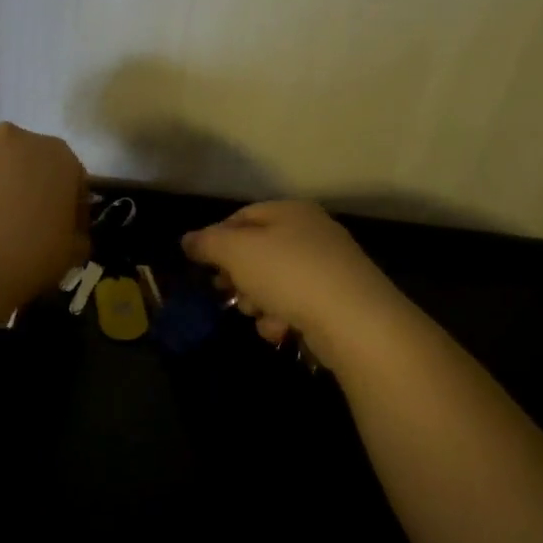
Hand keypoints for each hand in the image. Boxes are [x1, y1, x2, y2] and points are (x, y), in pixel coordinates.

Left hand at [0, 123, 87, 303]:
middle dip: (26, 189)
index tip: (63, 235)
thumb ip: (76, 236)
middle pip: (26, 164)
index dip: (70, 209)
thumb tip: (69, 235)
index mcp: (58, 155)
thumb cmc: (29, 255)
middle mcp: (14, 139)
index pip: (72, 179)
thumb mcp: (71, 254)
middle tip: (22, 228)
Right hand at [182, 200, 411, 360]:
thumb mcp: (236, 251)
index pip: (242, 216)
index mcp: (290, 212)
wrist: (354, 321)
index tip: (203, 265)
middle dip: (238, 276)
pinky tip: (281, 330)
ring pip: (274, 283)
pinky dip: (283, 318)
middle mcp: (312, 233)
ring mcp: (328, 268)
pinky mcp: (338, 301)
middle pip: (258, 252)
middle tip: (226, 292)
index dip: (216, 238)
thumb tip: (187, 240)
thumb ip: (207, 243)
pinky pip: (296, 305)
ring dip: (258, 303)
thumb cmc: (288, 274)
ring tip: (260, 315)